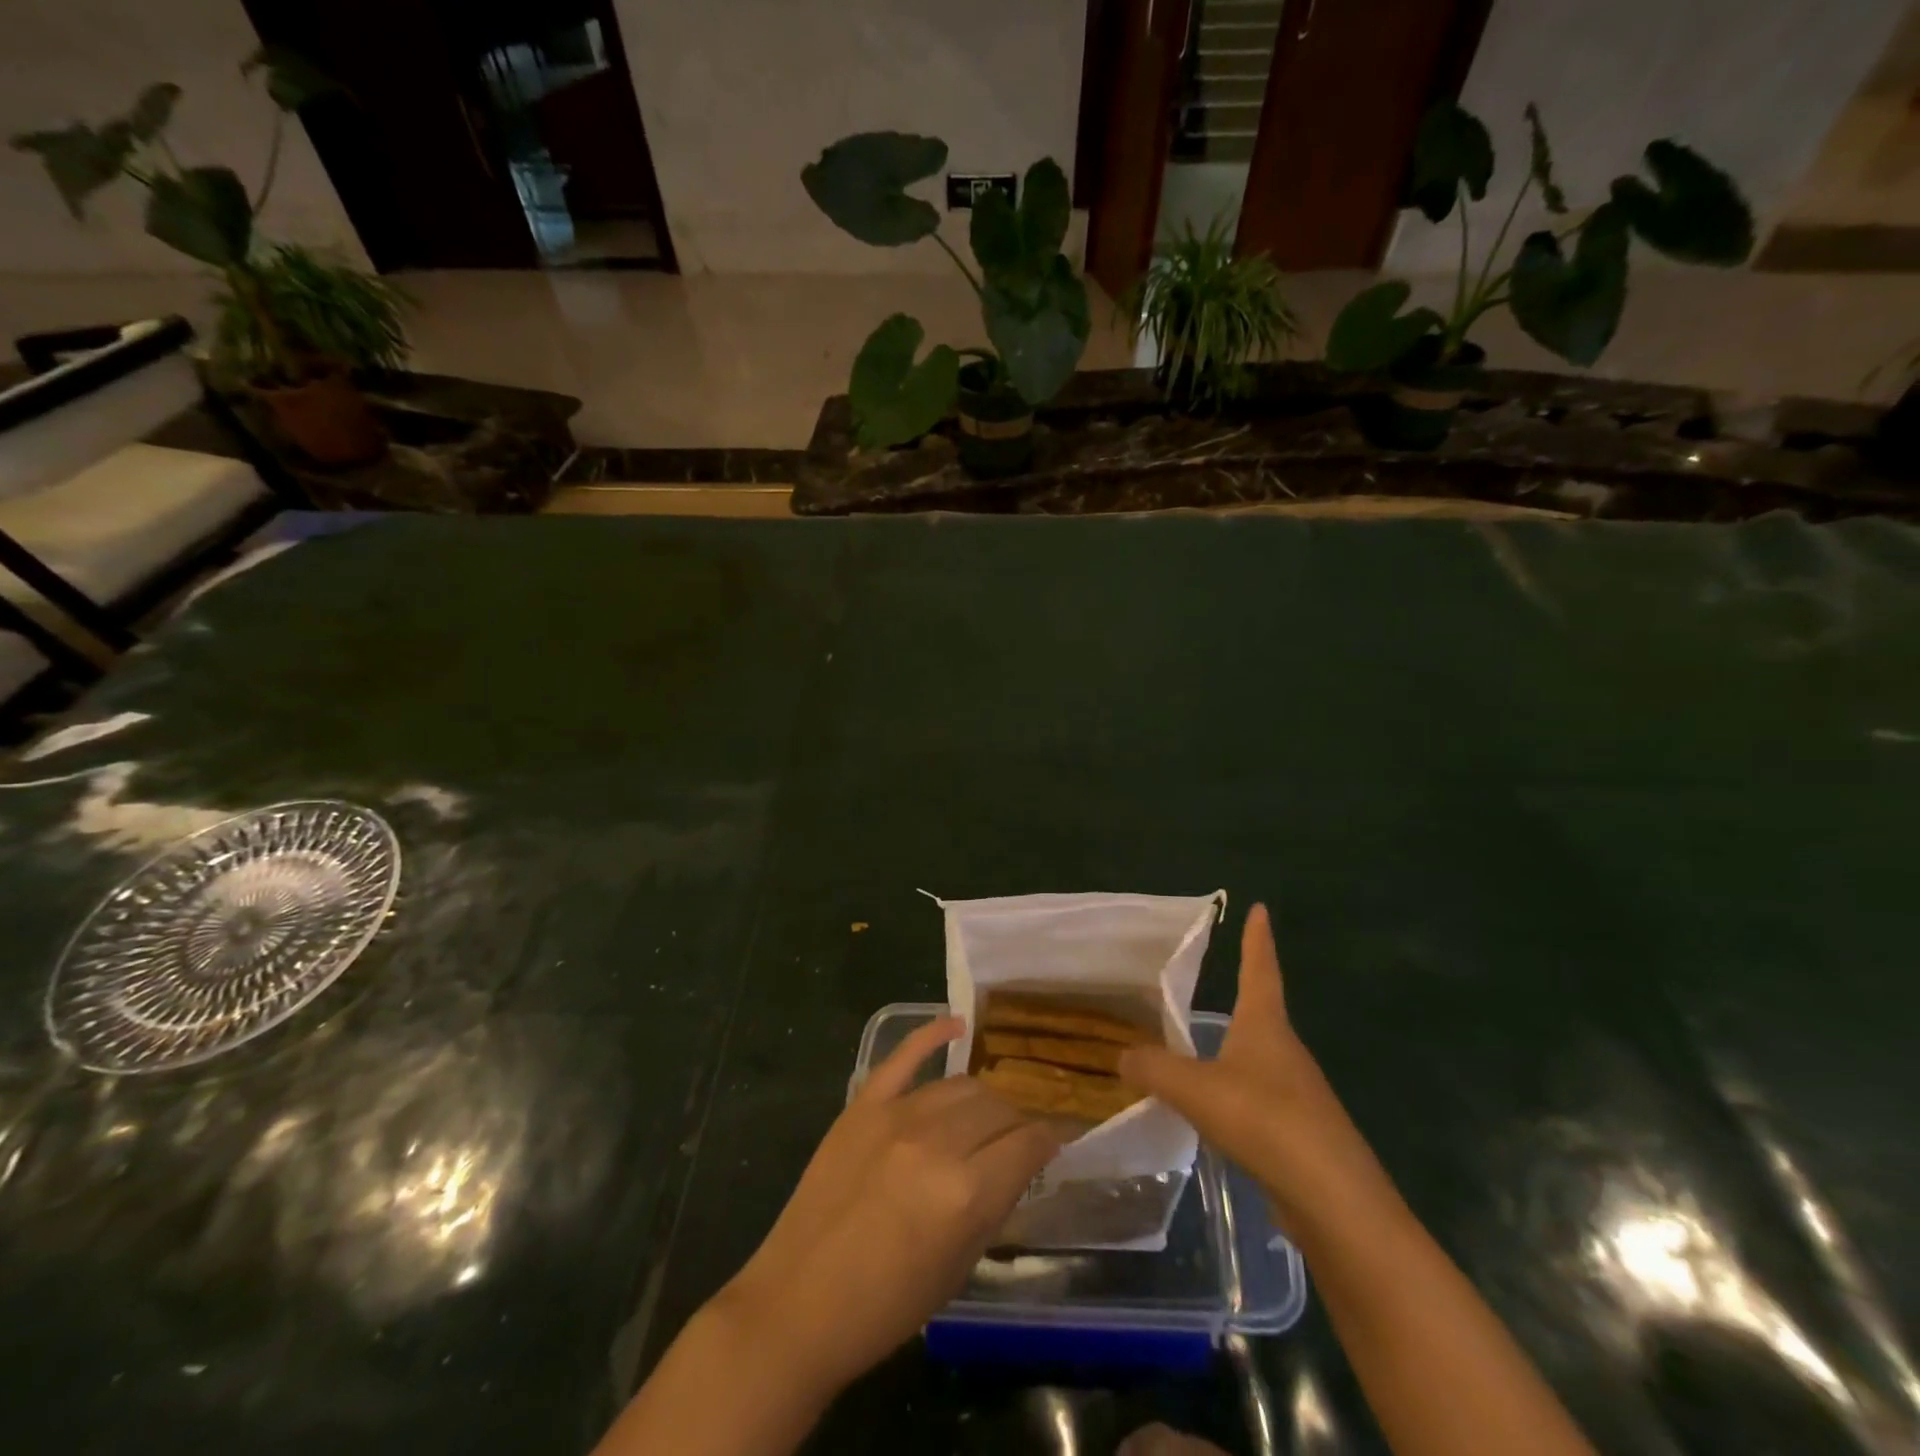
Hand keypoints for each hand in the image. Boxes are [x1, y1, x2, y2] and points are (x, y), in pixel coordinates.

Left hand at [716, 1017, 1060, 1392]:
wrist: (797, 1303)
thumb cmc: (886, 1306)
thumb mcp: (958, 1268)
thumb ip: (994, 1206)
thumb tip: (1021, 1163)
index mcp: (966, 1192)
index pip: (1028, 1144)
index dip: (1049, 1141)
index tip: (1055, 1142)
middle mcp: (937, 1142)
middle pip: (997, 1108)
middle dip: (1016, 1122)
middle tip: (1016, 1140)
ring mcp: (896, 1115)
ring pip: (961, 1084)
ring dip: (983, 1099)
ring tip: (985, 1116)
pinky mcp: (863, 1104)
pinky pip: (904, 1054)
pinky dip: (933, 1033)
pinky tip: (956, 1025)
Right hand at [1120, 904, 1388, 1226]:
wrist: (1334, 1201)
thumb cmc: (1266, 1121)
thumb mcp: (1196, 1089)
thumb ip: (1154, 1069)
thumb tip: (1121, 1056)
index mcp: (1266, 1026)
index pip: (1260, 968)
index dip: (1257, 939)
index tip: (1260, 909)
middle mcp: (1285, 1051)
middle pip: (1260, 1013)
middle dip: (1241, 996)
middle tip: (1214, 982)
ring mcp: (1296, 1093)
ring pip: (1256, 1060)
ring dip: (1231, 1051)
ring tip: (1197, 1052)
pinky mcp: (1297, 1132)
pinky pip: (1257, 1099)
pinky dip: (1232, 1095)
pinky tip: (1211, 1113)